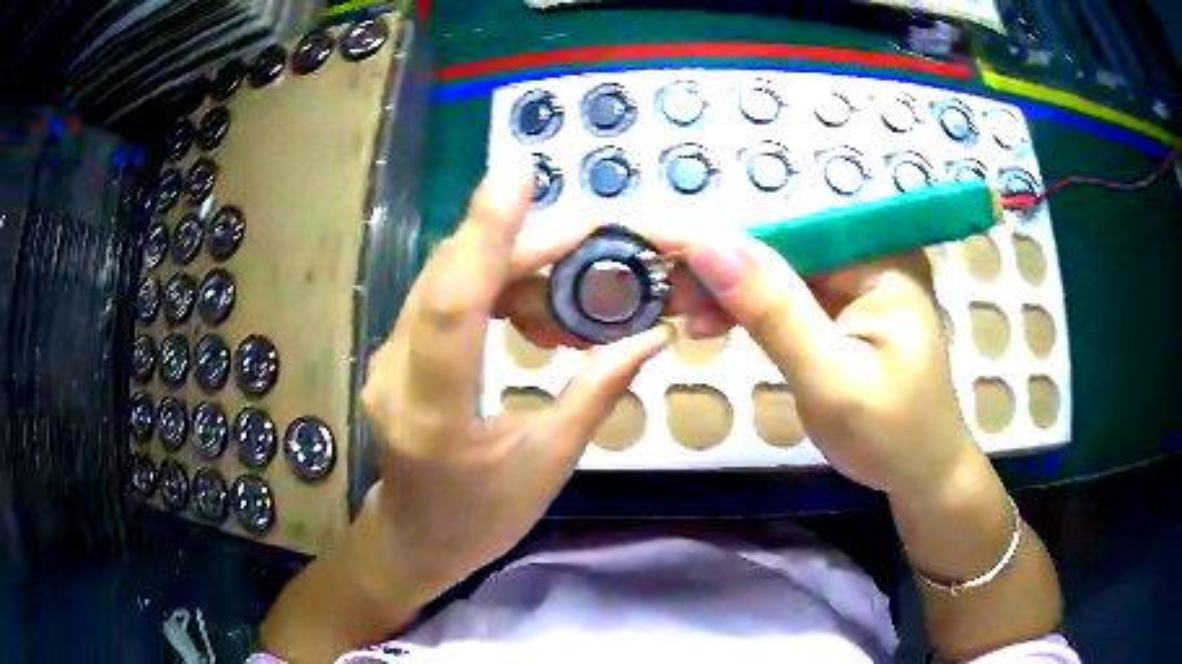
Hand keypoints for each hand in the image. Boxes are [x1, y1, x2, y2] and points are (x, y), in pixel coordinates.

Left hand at [359, 163, 670, 596]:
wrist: (415, 538)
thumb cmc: (481, 518)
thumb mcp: (547, 466)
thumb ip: (595, 394)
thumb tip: (648, 335)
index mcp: (434, 413)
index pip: (453, 304)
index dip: (486, 232)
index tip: (518, 175)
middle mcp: (395, 373)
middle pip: (451, 277)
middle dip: (520, 238)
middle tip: (590, 230)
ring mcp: (386, 359)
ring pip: (445, 279)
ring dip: (510, 261)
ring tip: (574, 271)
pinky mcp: (394, 352)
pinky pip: (443, 297)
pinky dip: (491, 283)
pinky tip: (534, 301)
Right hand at [686, 232, 974, 494]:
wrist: (924, 477)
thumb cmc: (890, 437)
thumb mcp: (830, 379)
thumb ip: (774, 310)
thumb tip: (708, 243)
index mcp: (881, 260)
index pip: (787, 232)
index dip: (719, 239)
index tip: (654, 247)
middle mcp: (871, 257)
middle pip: (781, 248)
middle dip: (720, 270)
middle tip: (661, 294)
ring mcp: (860, 283)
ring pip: (779, 272)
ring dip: (729, 292)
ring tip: (682, 315)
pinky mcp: (848, 309)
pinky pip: (790, 297)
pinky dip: (751, 312)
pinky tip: (717, 325)